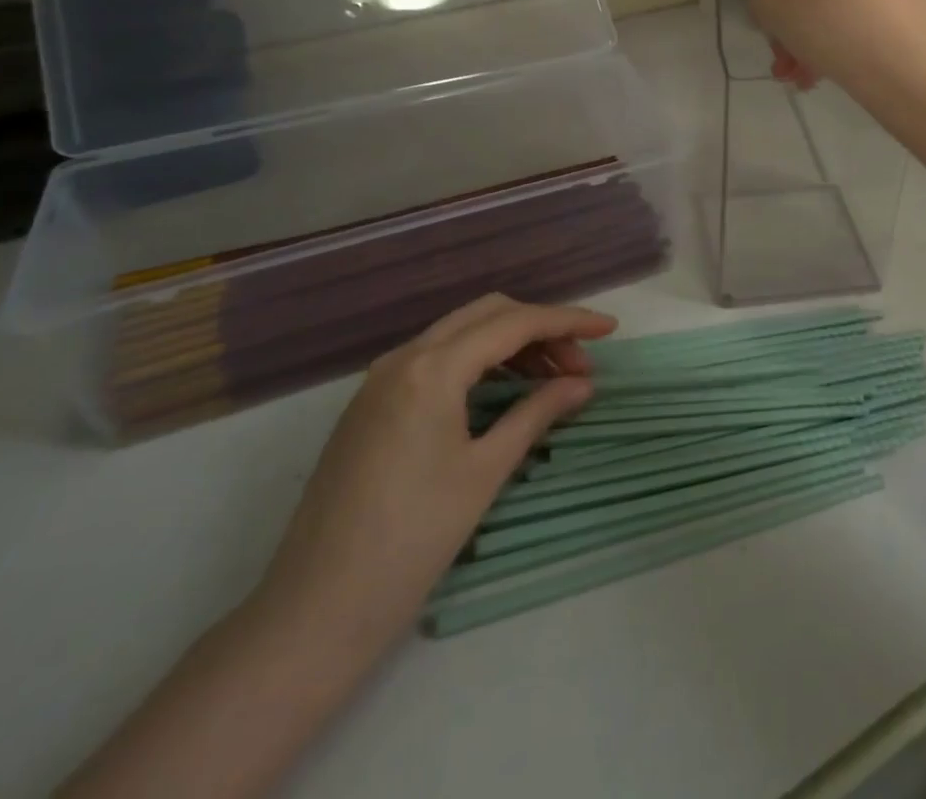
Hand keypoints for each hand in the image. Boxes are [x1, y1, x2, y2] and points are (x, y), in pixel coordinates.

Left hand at [252, 294, 616, 657]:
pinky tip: (501, 392)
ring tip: (550, 380)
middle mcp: (404, 357)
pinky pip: (435, 360)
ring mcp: (381, 379)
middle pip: (487, 314)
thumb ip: (537, 413)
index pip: (514, 323)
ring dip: (509, 345)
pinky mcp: (371, 403)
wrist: (315, 610)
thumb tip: (582, 384)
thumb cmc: (412, 538)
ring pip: (460, 334)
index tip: (609, 330)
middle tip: (579, 365)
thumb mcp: (485, 470)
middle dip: (540, 329)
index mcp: (432, 367)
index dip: (567, 322)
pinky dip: (477, 362)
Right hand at [751, 0, 925, 91]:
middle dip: (797, 19)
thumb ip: (762, 5)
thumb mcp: (774, 16)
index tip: (771, 25)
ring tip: (808, 77)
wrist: (910, 54)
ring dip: (820, 29)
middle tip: (788, 59)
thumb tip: (772, 6)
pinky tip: (839, 65)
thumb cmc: (828, 19)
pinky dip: (852, 23)